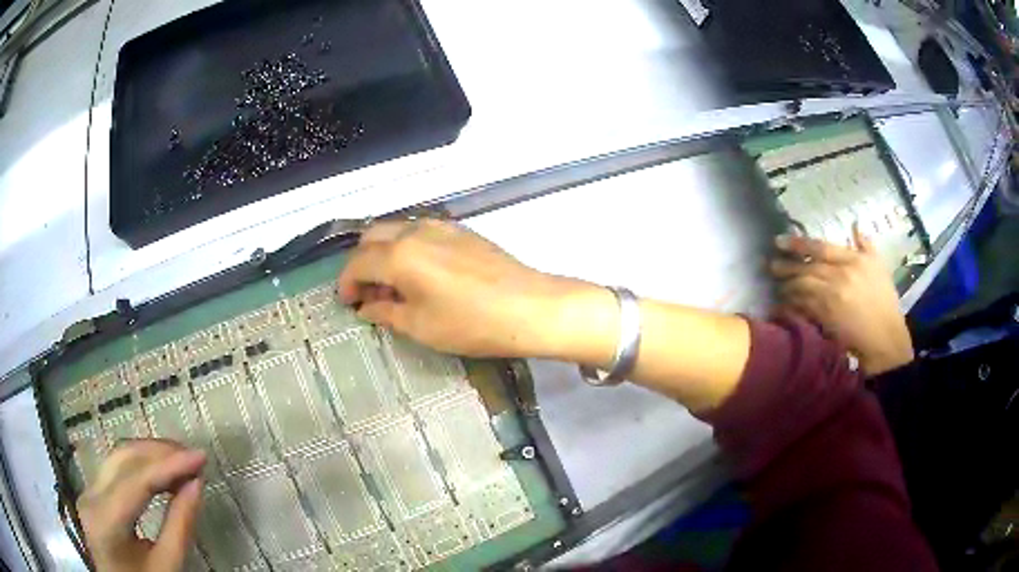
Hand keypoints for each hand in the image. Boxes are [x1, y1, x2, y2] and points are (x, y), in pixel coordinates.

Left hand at [77, 440, 205, 571]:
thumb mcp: (167, 566)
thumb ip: (180, 527)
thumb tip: (196, 484)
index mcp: (105, 522)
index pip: (136, 482)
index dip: (169, 465)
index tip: (201, 456)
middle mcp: (90, 497)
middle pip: (123, 460)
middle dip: (160, 453)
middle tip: (193, 457)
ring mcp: (88, 492)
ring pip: (118, 458)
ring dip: (151, 455)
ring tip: (181, 461)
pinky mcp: (92, 492)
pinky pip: (116, 468)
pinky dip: (141, 465)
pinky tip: (160, 470)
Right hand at [337, 219, 601, 358]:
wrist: (529, 307)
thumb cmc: (470, 323)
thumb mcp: (420, 326)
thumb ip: (386, 312)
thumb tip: (366, 307)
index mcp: (399, 254)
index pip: (357, 262)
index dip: (346, 283)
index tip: (347, 302)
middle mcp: (415, 231)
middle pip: (373, 237)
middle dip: (362, 263)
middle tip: (368, 292)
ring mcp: (441, 226)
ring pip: (397, 230)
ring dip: (385, 253)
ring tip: (394, 286)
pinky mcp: (461, 230)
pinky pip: (420, 231)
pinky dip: (407, 247)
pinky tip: (420, 274)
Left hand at [770, 224, 913, 375]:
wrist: (886, 338)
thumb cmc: (885, 302)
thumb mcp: (880, 267)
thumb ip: (866, 246)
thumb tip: (855, 225)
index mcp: (852, 261)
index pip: (819, 247)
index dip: (797, 243)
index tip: (779, 242)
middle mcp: (839, 276)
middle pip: (805, 267)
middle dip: (785, 266)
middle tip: (769, 264)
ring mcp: (831, 299)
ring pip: (801, 287)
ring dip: (785, 286)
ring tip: (776, 284)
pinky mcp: (826, 320)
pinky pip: (802, 309)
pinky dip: (790, 306)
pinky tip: (781, 306)